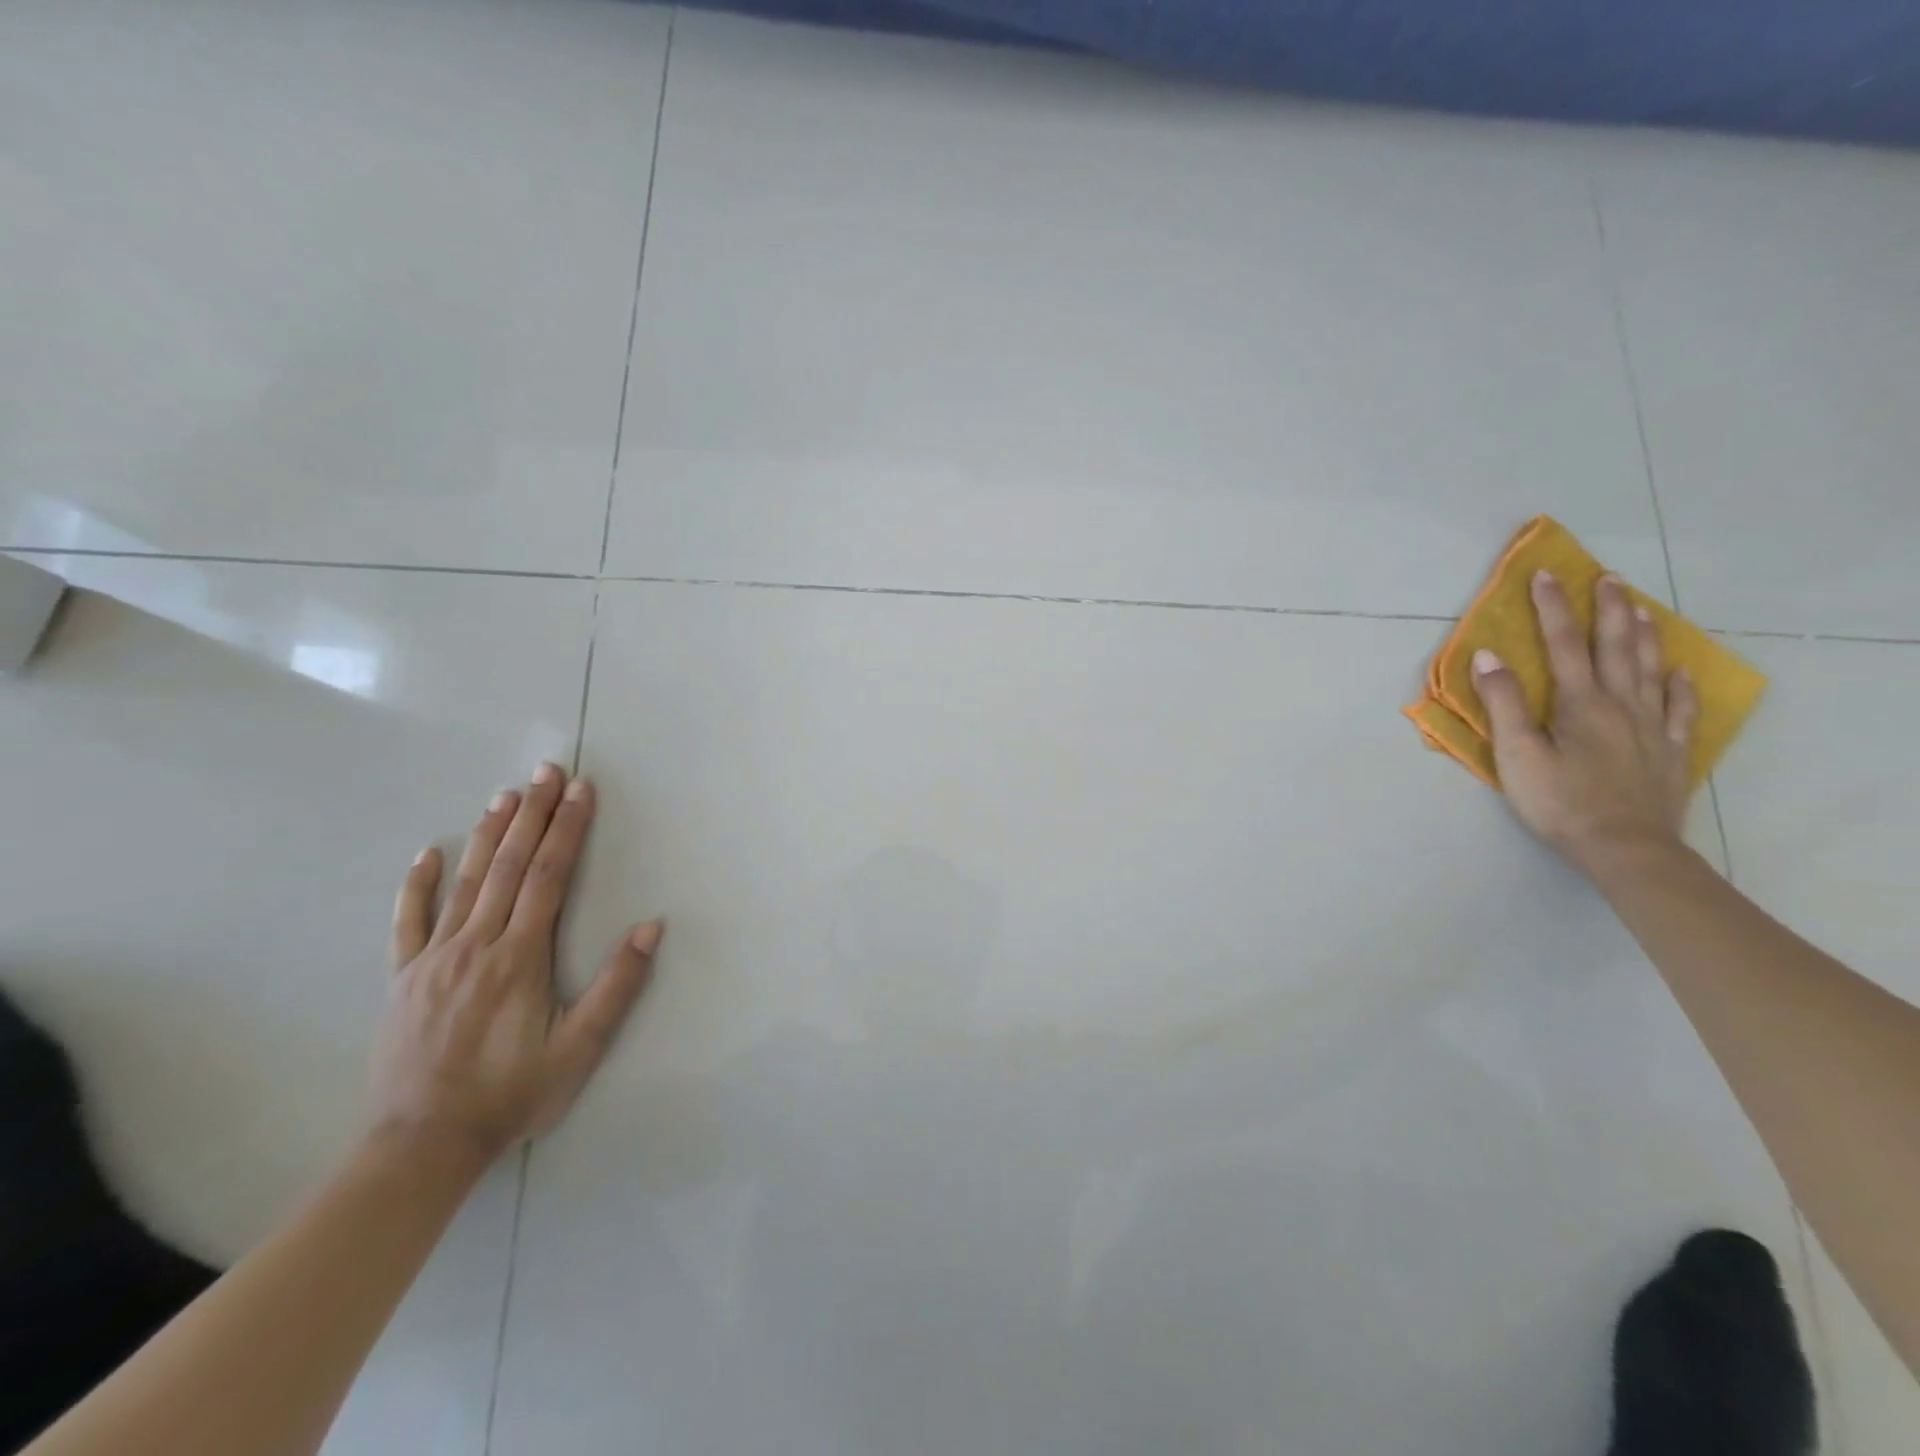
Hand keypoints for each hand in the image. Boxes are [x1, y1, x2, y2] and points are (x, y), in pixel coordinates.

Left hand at [371, 764, 661, 1163]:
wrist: (422, 1144)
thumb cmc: (512, 1092)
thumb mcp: (580, 1047)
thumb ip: (617, 984)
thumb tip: (651, 927)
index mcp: (520, 956)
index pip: (549, 875)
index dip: (567, 829)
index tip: (581, 791)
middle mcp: (476, 943)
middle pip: (509, 865)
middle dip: (532, 814)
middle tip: (547, 772)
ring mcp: (434, 957)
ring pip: (465, 881)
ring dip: (489, 834)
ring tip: (506, 795)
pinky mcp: (404, 977)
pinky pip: (409, 921)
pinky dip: (418, 884)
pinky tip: (428, 853)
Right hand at [1470, 572, 1697, 871]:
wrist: (1625, 848)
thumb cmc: (1560, 801)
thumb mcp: (1517, 754)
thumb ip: (1504, 704)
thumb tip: (1489, 656)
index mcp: (1579, 702)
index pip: (1563, 643)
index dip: (1553, 608)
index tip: (1545, 576)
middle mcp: (1620, 703)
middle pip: (1615, 646)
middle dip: (1609, 609)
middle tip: (1609, 578)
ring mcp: (1650, 725)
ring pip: (1649, 668)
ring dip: (1643, 635)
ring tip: (1641, 608)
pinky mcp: (1668, 750)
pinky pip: (1678, 707)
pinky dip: (1678, 683)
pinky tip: (1677, 670)